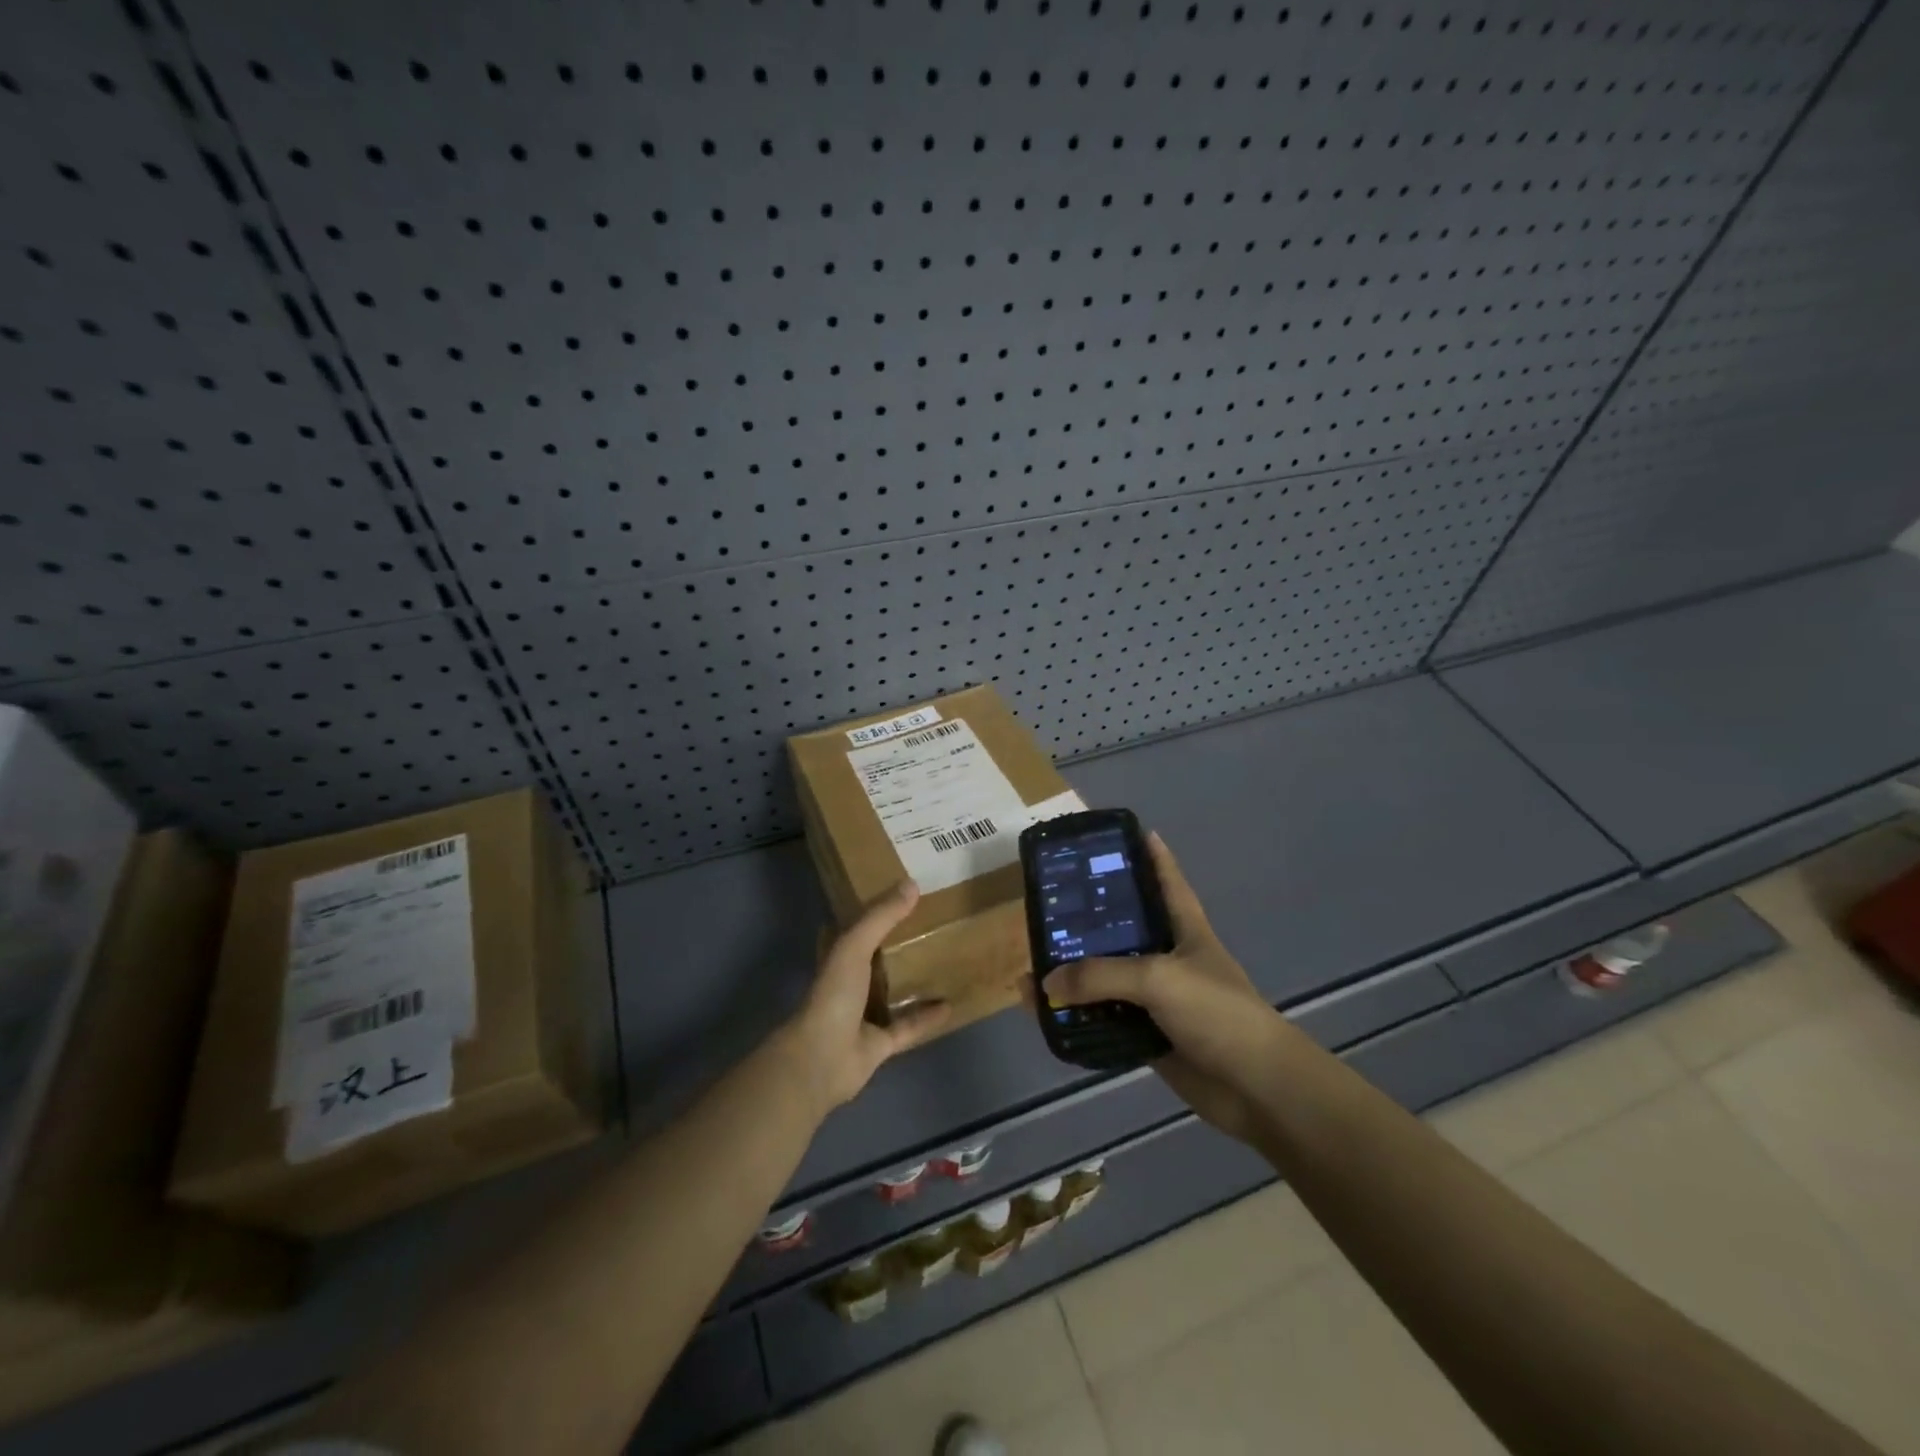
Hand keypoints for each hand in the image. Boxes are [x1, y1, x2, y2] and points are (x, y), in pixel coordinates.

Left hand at [780, 880, 951, 1112]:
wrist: (822, 1058)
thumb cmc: (834, 995)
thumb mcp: (854, 946)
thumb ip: (881, 917)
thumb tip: (911, 884)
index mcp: (837, 958)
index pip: (853, 928)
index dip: (870, 912)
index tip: (896, 896)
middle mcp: (849, 984)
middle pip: (876, 960)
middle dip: (896, 945)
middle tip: (929, 925)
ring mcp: (863, 1016)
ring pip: (892, 993)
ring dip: (912, 981)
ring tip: (942, 962)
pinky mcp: (880, 1043)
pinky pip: (908, 1026)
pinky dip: (927, 1017)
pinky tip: (950, 1005)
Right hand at [1041, 834, 1283, 1142]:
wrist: (1255, 1088)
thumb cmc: (1216, 1012)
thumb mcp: (1158, 979)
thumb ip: (1100, 976)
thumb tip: (1047, 982)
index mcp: (1185, 928)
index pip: (1167, 879)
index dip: (1150, 853)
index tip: (1124, 832)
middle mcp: (1169, 956)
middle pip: (1125, 927)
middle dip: (1091, 916)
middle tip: (1050, 902)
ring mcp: (1159, 998)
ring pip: (1109, 976)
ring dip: (1076, 973)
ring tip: (1035, 961)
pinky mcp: (1149, 1034)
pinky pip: (1106, 1018)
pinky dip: (1080, 1016)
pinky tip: (1049, 1012)